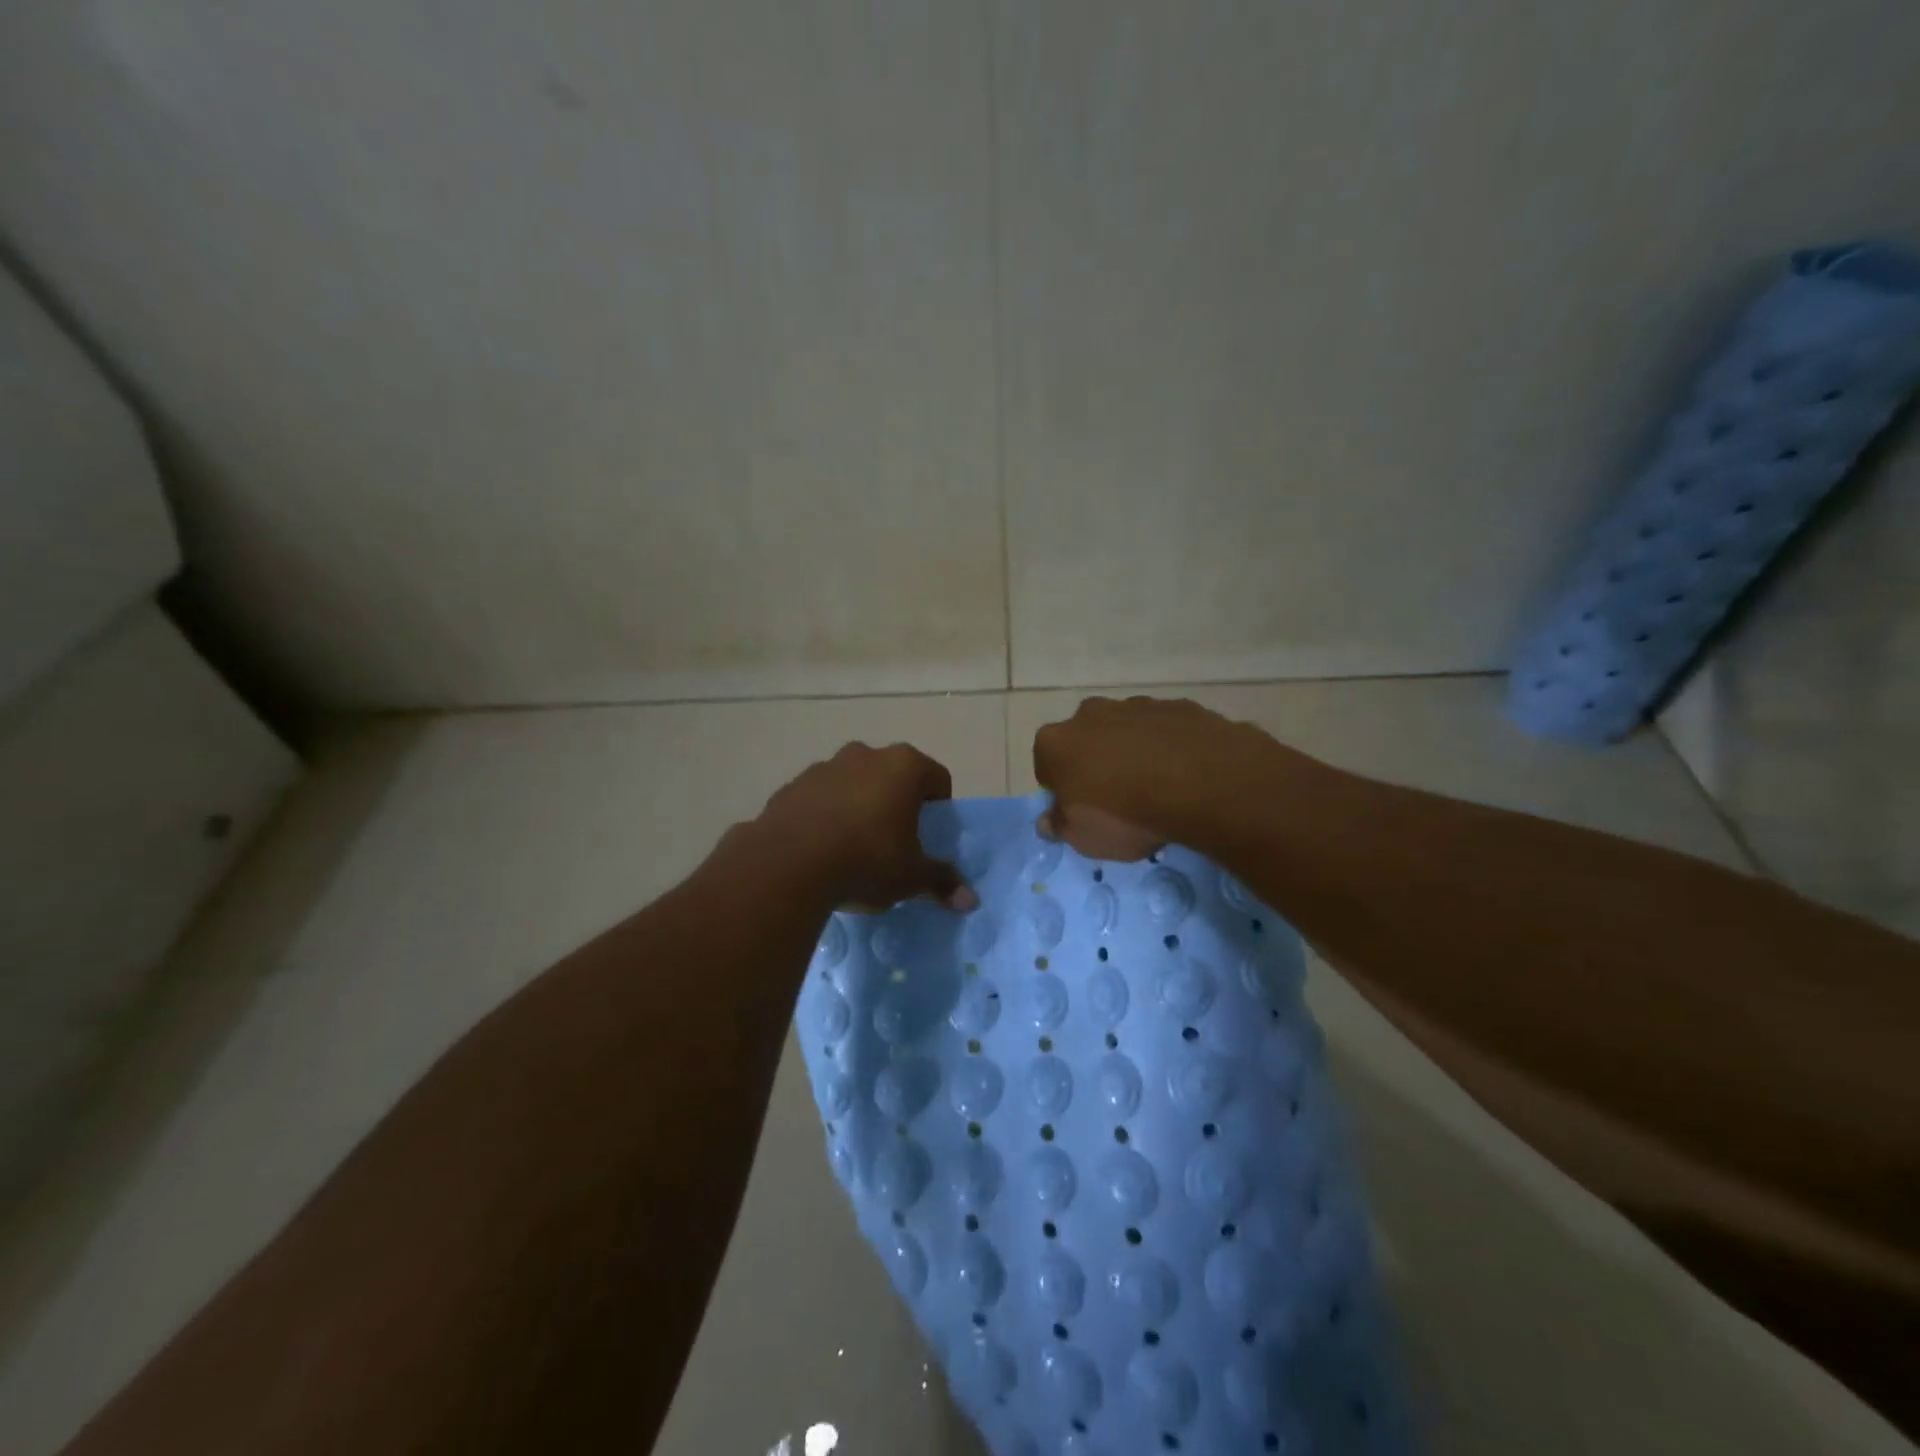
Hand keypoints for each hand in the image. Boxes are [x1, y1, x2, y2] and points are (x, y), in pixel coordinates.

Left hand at [754, 742, 976, 911]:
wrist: (787, 866)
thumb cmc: (866, 860)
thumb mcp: (910, 877)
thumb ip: (941, 881)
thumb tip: (970, 900)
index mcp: (904, 766)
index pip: (937, 778)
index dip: (939, 807)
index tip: (930, 835)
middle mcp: (865, 755)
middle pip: (893, 775)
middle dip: (897, 802)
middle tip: (895, 841)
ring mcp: (824, 767)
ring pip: (854, 783)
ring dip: (859, 805)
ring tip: (854, 847)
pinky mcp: (791, 786)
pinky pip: (820, 798)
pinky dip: (825, 814)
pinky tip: (821, 849)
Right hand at [1032, 695, 1293, 859]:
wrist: (1202, 784)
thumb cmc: (1126, 815)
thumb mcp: (1084, 838)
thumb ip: (1060, 826)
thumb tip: (1048, 820)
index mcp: (1056, 742)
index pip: (1046, 767)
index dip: (1062, 790)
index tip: (1081, 811)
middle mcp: (1090, 714)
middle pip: (1086, 740)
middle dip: (1097, 763)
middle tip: (1118, 799)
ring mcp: (1137, 705)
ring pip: (1126, 731)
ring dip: (1134, 752)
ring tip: (1157, 788)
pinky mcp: (1178, 706)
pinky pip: (1165, 730)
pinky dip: (1169, 746)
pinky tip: (1185, 774)